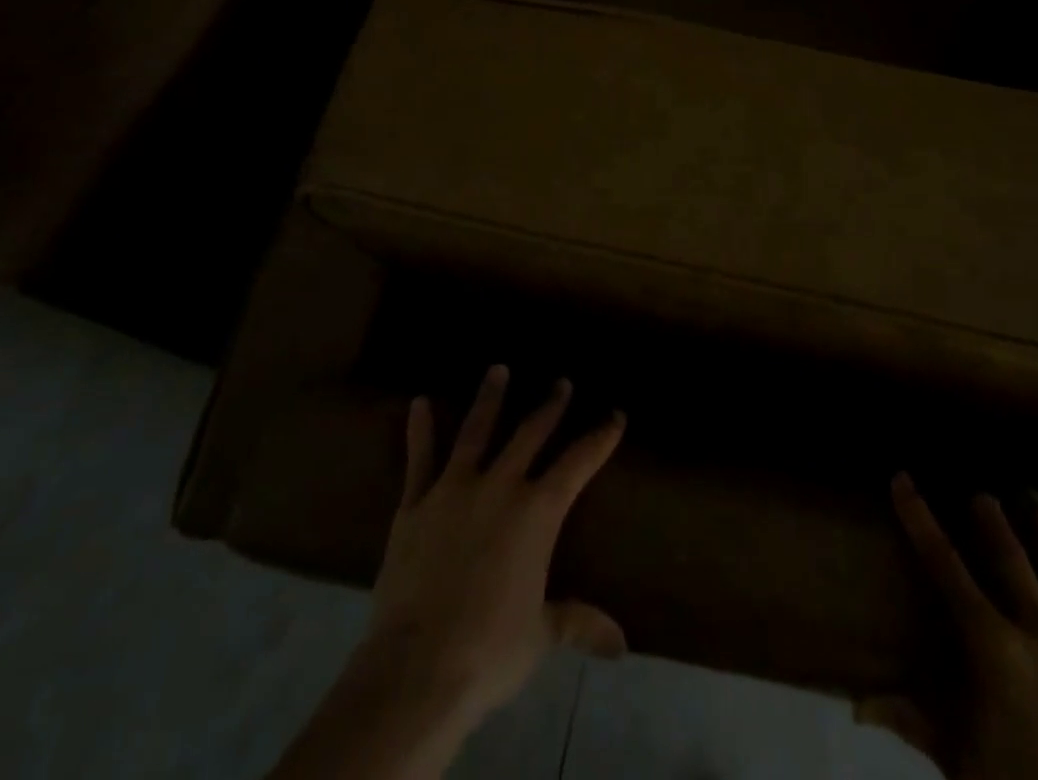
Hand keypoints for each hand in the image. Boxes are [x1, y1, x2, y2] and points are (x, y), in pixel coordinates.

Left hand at [363, 365, 627, 729]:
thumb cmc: (489, 650)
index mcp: (537, 513)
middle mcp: (500, 486)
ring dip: (490, 398)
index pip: (578, 463)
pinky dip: (420, 430)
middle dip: (550, 406)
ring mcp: (454, 489)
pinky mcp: (416, 503)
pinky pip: (420, 458)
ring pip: (476, 431)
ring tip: (499, 369)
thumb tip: (621, 644)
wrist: (417, 666)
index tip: (615, 415)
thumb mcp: (541, 635)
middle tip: (562, 382)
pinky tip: (419, 402)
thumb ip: (578, 623)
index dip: (600, 438)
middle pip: (530, 433)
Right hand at [865, 475, 1037, 779]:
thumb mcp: (963, 765)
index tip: (902, 480)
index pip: (945, 566)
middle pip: (1011, 558)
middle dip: (992, 520)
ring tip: (1035, 499)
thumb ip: (914, 723)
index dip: (920, 519)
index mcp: (995, 648)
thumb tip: (857, 706)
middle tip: (981, 494)